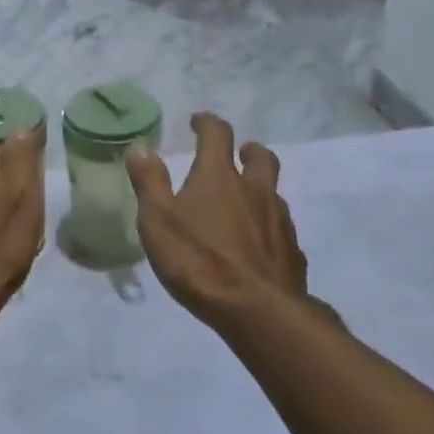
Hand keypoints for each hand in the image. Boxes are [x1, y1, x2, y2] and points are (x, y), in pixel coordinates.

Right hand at [125, 114, 312, 326]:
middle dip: (248, 150)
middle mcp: (254, 190)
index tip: (198, 122)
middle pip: (260, 157)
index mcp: (219, 176)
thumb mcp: (158, 220)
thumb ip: (149, 182)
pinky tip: (258, 245)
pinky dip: (269, 228)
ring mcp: (279, 221)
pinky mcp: (292, 253)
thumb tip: (140, 148)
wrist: (257, 311)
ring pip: (274, 192)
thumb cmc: (198, 260)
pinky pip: (282, 230)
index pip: (217, 134)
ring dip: (260, 189)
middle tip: (237, 154)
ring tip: (244, 202)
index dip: (207, 123)